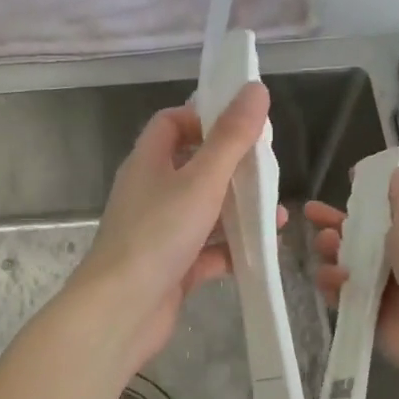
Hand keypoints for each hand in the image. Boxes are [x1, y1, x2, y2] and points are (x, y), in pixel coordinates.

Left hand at [71, 82, 282, 372]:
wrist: (121, 310)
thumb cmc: (158, 235)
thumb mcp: (201, 180)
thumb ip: (231, 138)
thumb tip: (255, 88)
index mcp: (148, 162)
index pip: (171, 123)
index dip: (203, 117)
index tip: (241, 125)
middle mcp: (150, 193)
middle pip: (192, 167)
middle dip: (231, 168)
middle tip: (268, 172)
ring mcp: (159, 232)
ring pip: (204, 212)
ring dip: (238, 212)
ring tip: (277, 215)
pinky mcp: (171, 267)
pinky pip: (206, 251)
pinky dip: (232, 250)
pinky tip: (262, 254)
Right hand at [306, 166, 398, 394]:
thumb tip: (398, 171)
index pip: (385, 211)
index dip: (364, 197)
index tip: (345, 182)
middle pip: (359, 237)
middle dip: (335, 224)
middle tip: (312, 215)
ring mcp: (382, 289)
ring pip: (345, 264)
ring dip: (331, 253)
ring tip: (325, 248)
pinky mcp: (367, 315)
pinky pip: (340, 295)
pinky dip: (333, 285)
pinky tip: (334, 280)